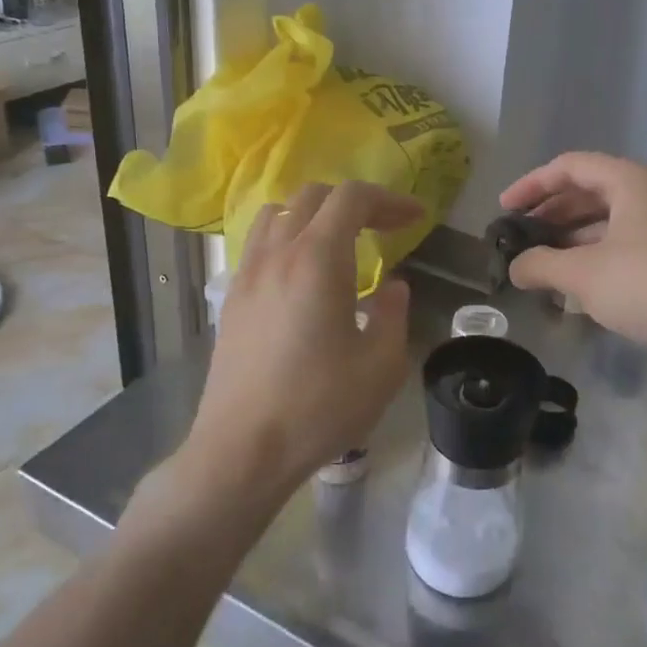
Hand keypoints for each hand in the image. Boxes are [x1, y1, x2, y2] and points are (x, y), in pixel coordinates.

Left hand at [185, 181, 422, 504]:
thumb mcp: (381, 366)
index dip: (389, 199)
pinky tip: (303, 276)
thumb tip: (392, 287)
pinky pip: (260, 244)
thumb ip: (393, 314)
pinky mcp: (232, 299)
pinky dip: (287, 238)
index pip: (351, 198)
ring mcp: (248, 274)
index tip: (414, 219)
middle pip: (313, 196)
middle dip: (355, 203)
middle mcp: (277, 254)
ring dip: (314, 214)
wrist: (242, 450)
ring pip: (278, 213)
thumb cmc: (318, 407)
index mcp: (316, 259)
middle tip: (384, 228)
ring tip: (339, 243)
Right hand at [499, 153, 646, 356]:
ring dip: (573, 240)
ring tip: (542, 265)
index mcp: (631, 180)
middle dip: (552, 215)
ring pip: (610, 222)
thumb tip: (515, 267)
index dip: (532, 185)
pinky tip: (578, 286)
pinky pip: (628, 245)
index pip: (570, 167)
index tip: (504, 208)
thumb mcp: (583, 274)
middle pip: (590, 193)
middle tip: (521, 238)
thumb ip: (541, 265)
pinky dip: (598, 257)